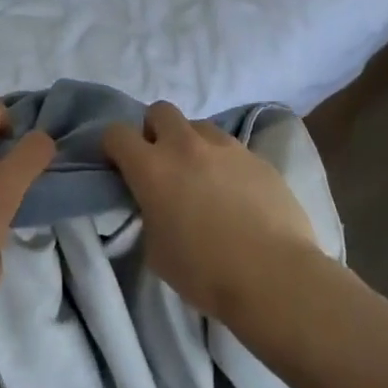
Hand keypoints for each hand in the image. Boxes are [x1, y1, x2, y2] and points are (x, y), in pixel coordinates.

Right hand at [102, 100, 318, 321]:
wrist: (273, 276)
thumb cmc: (205, 272)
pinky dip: (224, 163)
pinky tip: (236, 193)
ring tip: (203, 176)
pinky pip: (231, 148)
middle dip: (155, 131)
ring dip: (192, 144)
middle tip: (162, 163)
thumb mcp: (156, 249)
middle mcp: (186, 146)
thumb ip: (149, 214)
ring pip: (199, 126)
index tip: (120, 166)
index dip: (114, 147)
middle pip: (160, 111)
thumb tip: (157, 204)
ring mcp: (226, 147)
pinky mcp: (257, 157)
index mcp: (152, 168)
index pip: (117, 133)